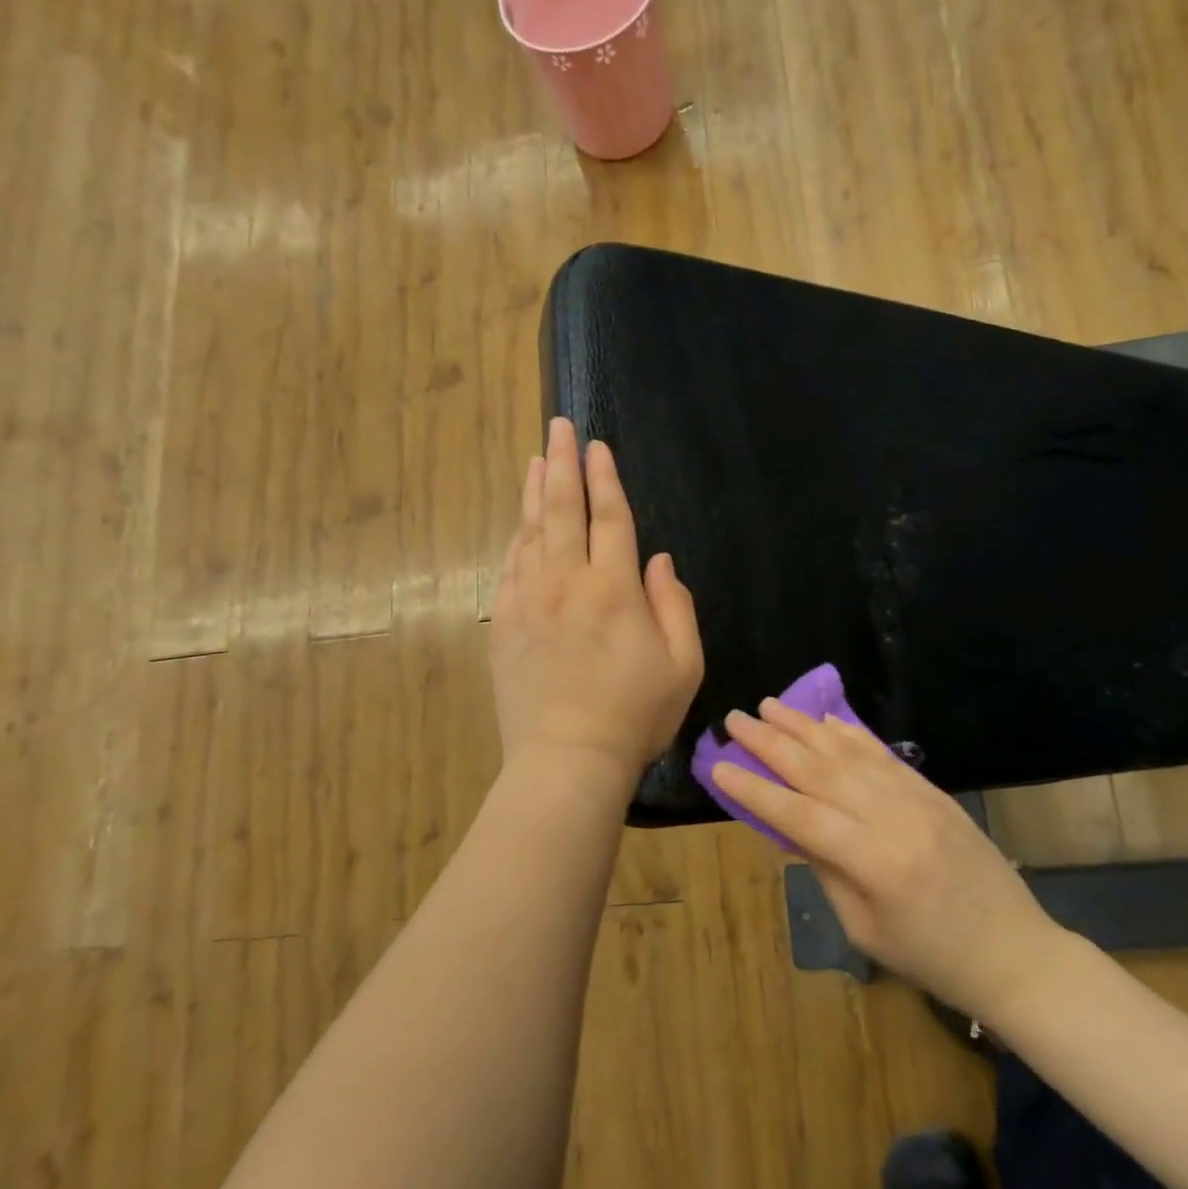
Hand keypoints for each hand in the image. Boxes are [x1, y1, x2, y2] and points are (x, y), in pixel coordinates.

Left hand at [489, 418, 704, 782]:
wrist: (567, 760)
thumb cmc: (635, 716)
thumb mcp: (683, 666)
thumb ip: (675, 606)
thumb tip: (659, 561)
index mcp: (613, 589)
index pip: (609, 518)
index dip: (604, 478)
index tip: (597, 445)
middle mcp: (566, 583)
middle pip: (562, 510)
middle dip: (562, 463)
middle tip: (557, 427)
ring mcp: (528, 602)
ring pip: (530, 532)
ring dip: (534, 491)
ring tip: (536, 459)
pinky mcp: (504, 625)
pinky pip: (510, 568)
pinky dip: (517, 539)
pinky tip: (520, 524)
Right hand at [713, 701, 1068, 1020]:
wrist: (1015, 953)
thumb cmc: (932, 958)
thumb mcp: (865, 928)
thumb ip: (825, 869)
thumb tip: (786, 825)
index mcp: (874, 863)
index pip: (800, 815)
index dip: (755, 791)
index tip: (718, 766)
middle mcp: (894, 818)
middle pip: (820, 771)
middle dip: (772, 743)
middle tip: (736, 718)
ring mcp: (918, 798)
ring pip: (850, 753)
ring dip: (805, 727)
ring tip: (770, 706)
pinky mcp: (933, 791)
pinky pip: (884, 754)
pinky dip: (851, 734)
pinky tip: (826, 720)